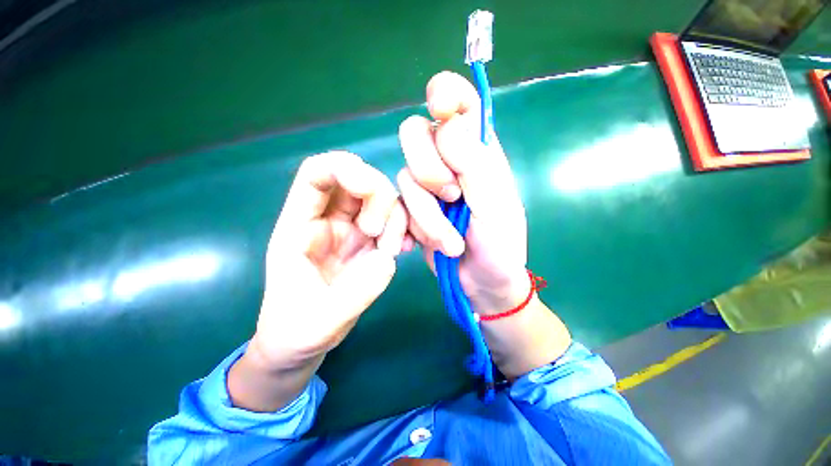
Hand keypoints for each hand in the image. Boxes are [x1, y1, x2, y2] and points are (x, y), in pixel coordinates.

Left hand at [250, 152, 406, 370]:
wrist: (302, 344)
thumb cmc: (296, 331)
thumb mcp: (317, 323)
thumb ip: (353, 293)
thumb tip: (386, 259)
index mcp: (300, 227)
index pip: (317, 175)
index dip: (344, 168)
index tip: (369, 188)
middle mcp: (328, 221)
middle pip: (359, 181)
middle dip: (379, 199)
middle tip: (381, 238)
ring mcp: (352, 231)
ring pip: (381, 200)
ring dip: (395, 219)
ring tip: (392, 252)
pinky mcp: (370, 244)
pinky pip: (393, 222)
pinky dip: (403, 229)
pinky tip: (403, 249)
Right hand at [397, 71, 528, 315]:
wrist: (482, 280)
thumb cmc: (499, 243)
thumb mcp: (494, 203)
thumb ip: (474, 162)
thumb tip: (448, 123)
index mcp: (477, 150)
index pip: (460, 103)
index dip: (446, 94)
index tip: (442, 109)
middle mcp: (448, 161)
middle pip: (415, 133)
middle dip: (429, 169)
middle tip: (452, 197)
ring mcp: (427, 186)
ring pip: (405, 177)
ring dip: (428, 215)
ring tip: (452, 242)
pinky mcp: (412, 209)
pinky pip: (398, 205)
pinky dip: (416, 228)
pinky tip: (430, 244)